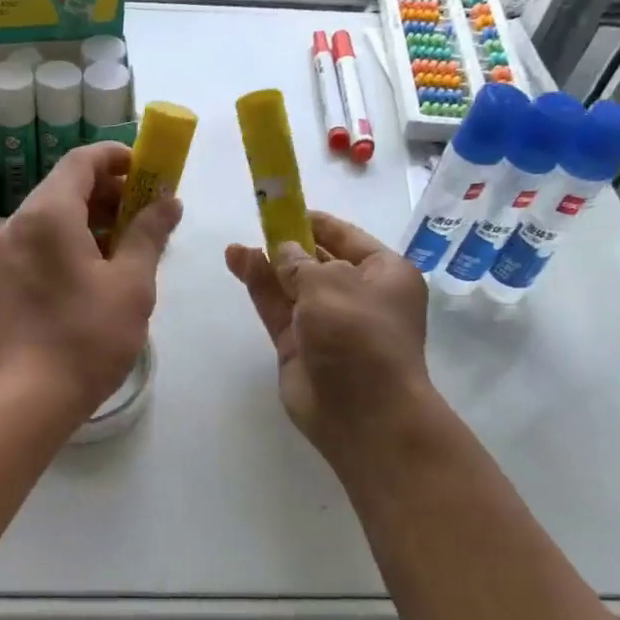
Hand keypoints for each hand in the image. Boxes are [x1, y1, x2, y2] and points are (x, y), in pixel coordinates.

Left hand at [0, 142, 181, 423]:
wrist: (28, 398)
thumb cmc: (86, 337)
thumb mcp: (131, 283)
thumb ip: (149, 234)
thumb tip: (168, 201)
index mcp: (48, 214)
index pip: (82, 160)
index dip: (120, 157)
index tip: (153, 171)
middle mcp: (20, 224)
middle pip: (67, 186)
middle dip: (113, 191)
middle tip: (152, 212)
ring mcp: (9, 253)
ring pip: (56, 216)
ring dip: (96, 218)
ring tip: (135, 244)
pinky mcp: (8, 279)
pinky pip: (45, 242)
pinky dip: (76, 241)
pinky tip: (105, 269)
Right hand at [225, 211, 435, 464]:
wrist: (361, 412)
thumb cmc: (359, 336)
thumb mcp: (331, 284)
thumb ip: (299, 263)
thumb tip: (282, 251)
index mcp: (384, 274)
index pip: (346, 237)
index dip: (314, 221)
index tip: (283, 206)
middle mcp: (357, 295)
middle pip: (317, 260)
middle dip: (286, 243)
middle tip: (255, 224)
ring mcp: (325, 322)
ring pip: (291, 285)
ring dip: (266, 264)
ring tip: (236, 247)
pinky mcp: (298, 345)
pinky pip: (276, 308)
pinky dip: (259, 287)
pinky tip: (238, 264)